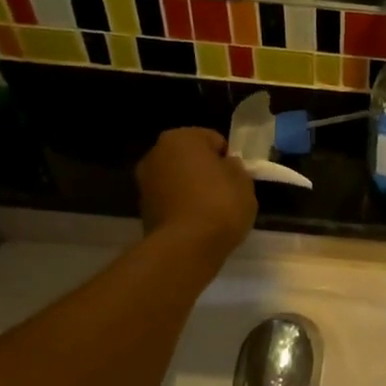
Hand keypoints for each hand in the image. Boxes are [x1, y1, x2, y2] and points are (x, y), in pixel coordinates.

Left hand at [137, 129, 256, 257]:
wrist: (185, 247)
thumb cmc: (219, 204)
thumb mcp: (243, 181)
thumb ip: (234, 167)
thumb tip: (225, 166)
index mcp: (181, 137)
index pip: (213, 139)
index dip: (228, 158)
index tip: (236, 178)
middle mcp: (156, 153)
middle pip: (190, 158)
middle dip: (205, 170)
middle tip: (224, 192)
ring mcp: (144, 181)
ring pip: (178, 179)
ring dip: (191, 188)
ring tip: (210, 211)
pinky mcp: (142, 208)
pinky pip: (170, 200)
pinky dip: (181, 206)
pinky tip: (196, 223)